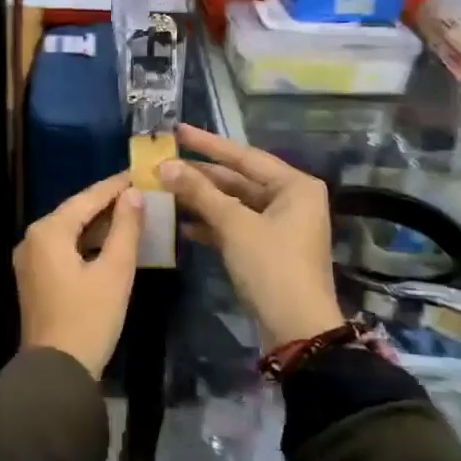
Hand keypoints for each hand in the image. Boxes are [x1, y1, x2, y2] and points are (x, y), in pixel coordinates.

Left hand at [14, 172, 144, 378]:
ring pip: (69, 231)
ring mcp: (30, 260)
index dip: (115, 186)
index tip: (141, 172)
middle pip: (75, 212)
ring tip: (133, 213)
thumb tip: (134, 194)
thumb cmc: (89, 318)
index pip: (87, 198)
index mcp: (48, 231)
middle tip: (141, 191)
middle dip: (108, 203)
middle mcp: (32, 239)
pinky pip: (63, 249)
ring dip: (99, 224)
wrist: (57, 371)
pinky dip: (87, 243)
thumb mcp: (115, 270)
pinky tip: (111, 242)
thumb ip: (125, 227)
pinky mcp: (35, 278)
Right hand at [160, 124, 342, 347]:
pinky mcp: (269, 248)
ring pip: (234, 204)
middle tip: (163, 164)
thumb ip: (200, 192)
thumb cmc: (272, 267)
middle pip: (239, 179)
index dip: (207, 144)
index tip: (176, 131)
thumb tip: (165, 165)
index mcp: (295, 185)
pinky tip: (182, 225)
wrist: (297, 328)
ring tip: (165, 191)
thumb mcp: (234, 225)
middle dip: (200, 175)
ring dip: (202, 200)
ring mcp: (281, 225)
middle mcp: (292, 199)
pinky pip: (236, 226)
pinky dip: (212, 225)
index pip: (244, 156)